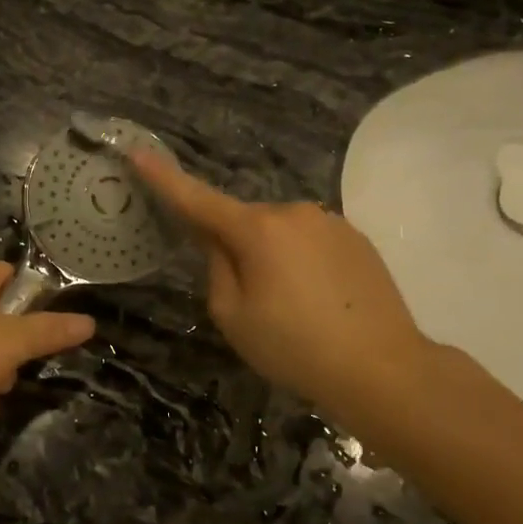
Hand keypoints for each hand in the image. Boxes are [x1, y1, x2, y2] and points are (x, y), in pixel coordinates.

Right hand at [130, 150, 432, 415]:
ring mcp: (330, 222)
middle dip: (234, 246)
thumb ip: (216, 267)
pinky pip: (309, 241)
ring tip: (289, 306)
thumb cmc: (295, 348)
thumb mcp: (233, 315)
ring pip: (279, 232)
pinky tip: (317, 301)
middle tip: (247, 299)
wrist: (385, 371)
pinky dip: (300, 262)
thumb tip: (218, 241)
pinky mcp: (357, 238)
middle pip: (244, 222)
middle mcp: (293, 212)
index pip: (197, 199)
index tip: (137, 152)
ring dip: (271, 255)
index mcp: (257, 230)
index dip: (164, 178)